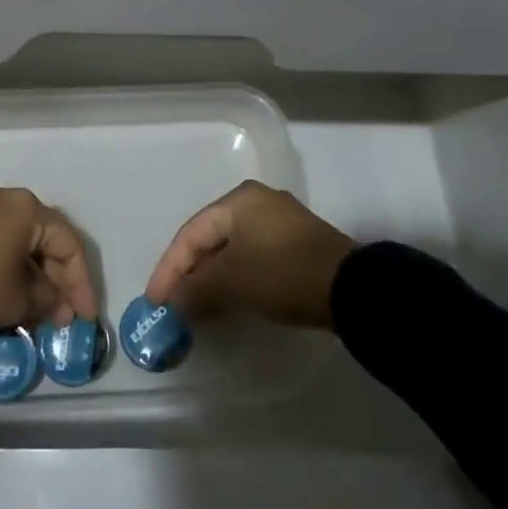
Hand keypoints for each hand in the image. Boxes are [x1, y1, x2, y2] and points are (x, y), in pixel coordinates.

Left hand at [0, 181, 98, 335]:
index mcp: (26, 207)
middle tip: (62, 315)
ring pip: (18, 238)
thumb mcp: (16, 301)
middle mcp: (4, 196)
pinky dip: (7, 264)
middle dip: (56, 279)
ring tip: (37, 309)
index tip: (85, 318)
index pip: (68, 244)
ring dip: (32, 273)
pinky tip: (9, 291)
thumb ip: (48, 300)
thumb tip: (58, 304)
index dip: (81, 284)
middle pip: (43, 238)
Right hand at [144, 180, 356, 328]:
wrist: (352, 289)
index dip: (169, 268)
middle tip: (172, 304)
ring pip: (231, 250)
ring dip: (211, 278)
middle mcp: (257, 203)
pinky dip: (234, 278)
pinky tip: (227, 300)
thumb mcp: (232, 281)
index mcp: (238, 200)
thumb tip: (174, 301)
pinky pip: (252, 257)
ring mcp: (280, 222)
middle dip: (189, 273)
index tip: (155, 301)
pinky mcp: (296, 245)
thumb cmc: (282, 273)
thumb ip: (196, 288)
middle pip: (210, 239)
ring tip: (194, 307)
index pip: (190, 234)